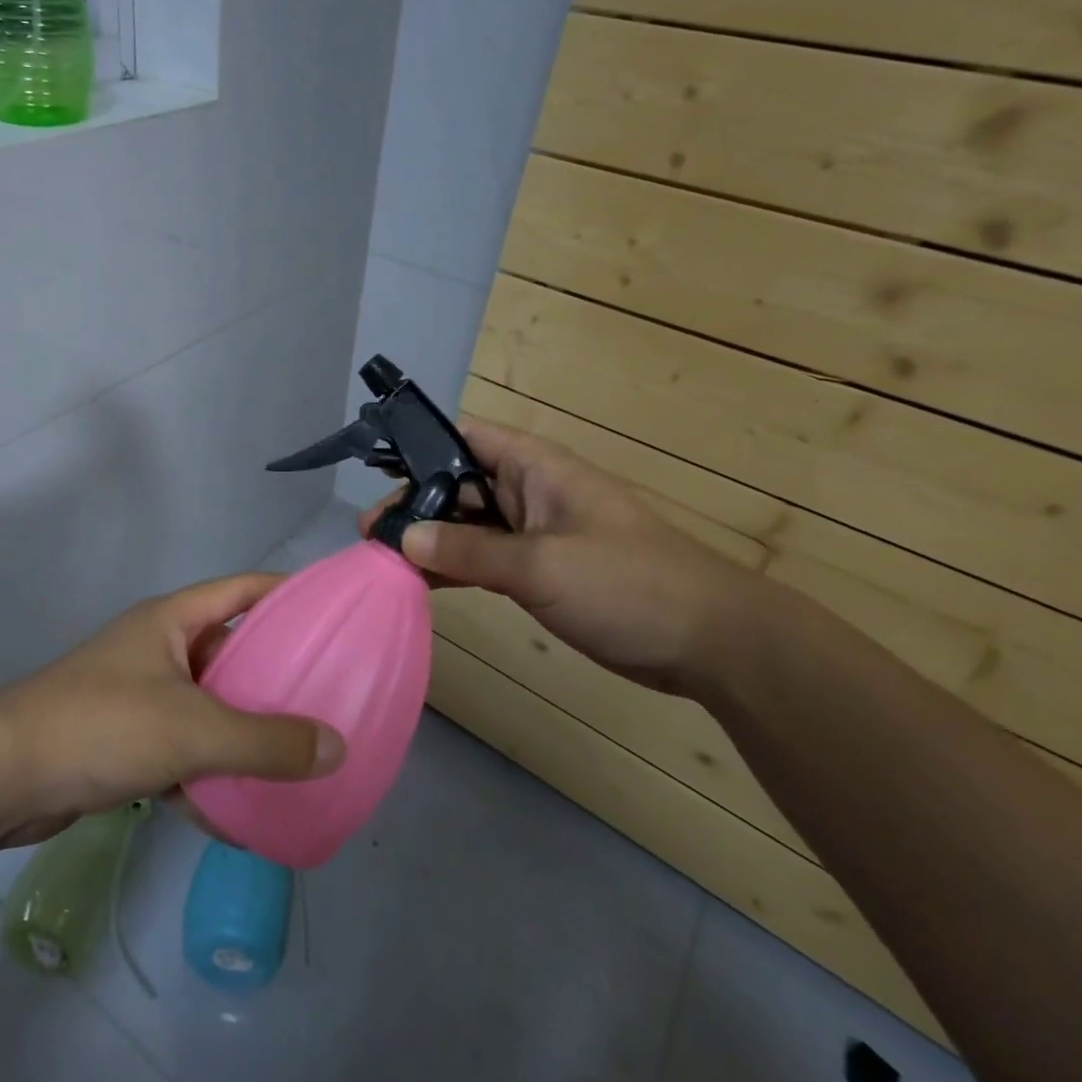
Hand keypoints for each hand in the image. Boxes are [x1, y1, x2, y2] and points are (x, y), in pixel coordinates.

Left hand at [0, 574, 345, 842]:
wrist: (0, 778)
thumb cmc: (102, 725)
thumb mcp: (193, 730)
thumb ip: (266, 742)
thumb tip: (338, 749)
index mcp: (172, 620)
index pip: (243, 589)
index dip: (287, 593)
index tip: (332, 613)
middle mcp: (158, 648)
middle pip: (230, 650)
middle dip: (274, 673)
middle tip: (326, 694)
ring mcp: (139, 694)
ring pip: (208, 704)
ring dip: (243, 729)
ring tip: (295, 754)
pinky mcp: (124, 740)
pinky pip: (182, 749)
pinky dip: (207, 773)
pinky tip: (237, 812)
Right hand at [361, 416, 778, 695]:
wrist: (711, 643)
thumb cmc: (627, 584)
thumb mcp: (541, 564)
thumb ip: (469, 550)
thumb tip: (405, 537)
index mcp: (535, 468)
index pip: (464, 438)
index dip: (419, 449)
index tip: (378, 478)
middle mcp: (529, 493)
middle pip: (458, 485)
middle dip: (415, 504)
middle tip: (371, 535)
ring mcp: (534, 534)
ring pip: (468, 526)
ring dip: (430, 540)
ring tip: (382, 559)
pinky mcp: (540, 572)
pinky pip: (484, 559)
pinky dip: (454, 568)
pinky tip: (421, 582)